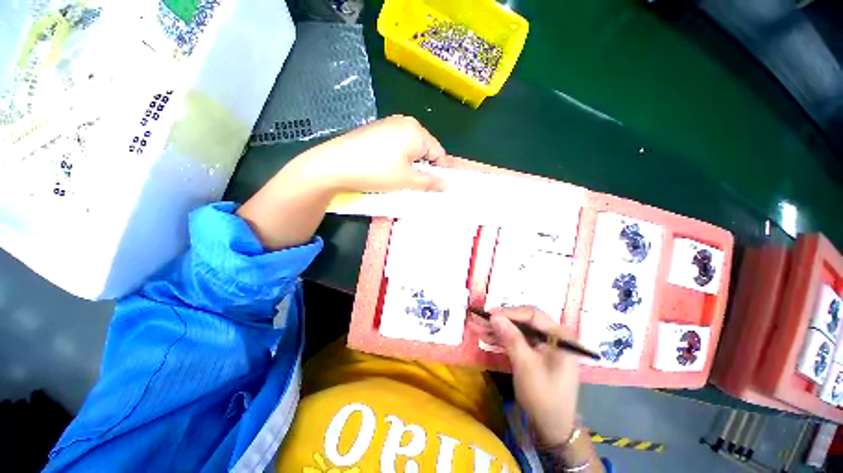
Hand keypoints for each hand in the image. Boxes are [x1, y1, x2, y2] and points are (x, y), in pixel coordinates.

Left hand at [292, 115, 449, 192]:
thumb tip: (449, 185)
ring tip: (399, 179)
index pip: (439, 153)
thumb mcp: (407, 180)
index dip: (439, 172)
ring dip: (409, 165)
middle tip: (414, 185)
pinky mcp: (375, 131)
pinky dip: (397, 159)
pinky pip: (396, 146)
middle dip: (422, 168)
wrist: (335, 164)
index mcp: (416, 130)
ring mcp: (388, 124)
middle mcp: (404, 122)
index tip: (434, 187)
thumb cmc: (377, 171)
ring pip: (409, 149)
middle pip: (424, 149)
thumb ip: (431, 182)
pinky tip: (386, 169)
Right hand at [471, 307, 580, 444]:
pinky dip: (503, 340)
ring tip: (478, 326)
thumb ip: (511, 337)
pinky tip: (487, 337)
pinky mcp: (536, 355)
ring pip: (518, 331)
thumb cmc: (543, 396)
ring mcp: (544, 346)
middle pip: (524, 321)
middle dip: (501, 321)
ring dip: (498, 330)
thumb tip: (494, 316)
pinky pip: (518, 341)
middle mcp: (553, 337)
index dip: (509, 312)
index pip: (532, 314)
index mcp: (559, 336)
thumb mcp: (525, 365)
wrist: (552, 429)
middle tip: (480, 319)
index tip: (489, 314)